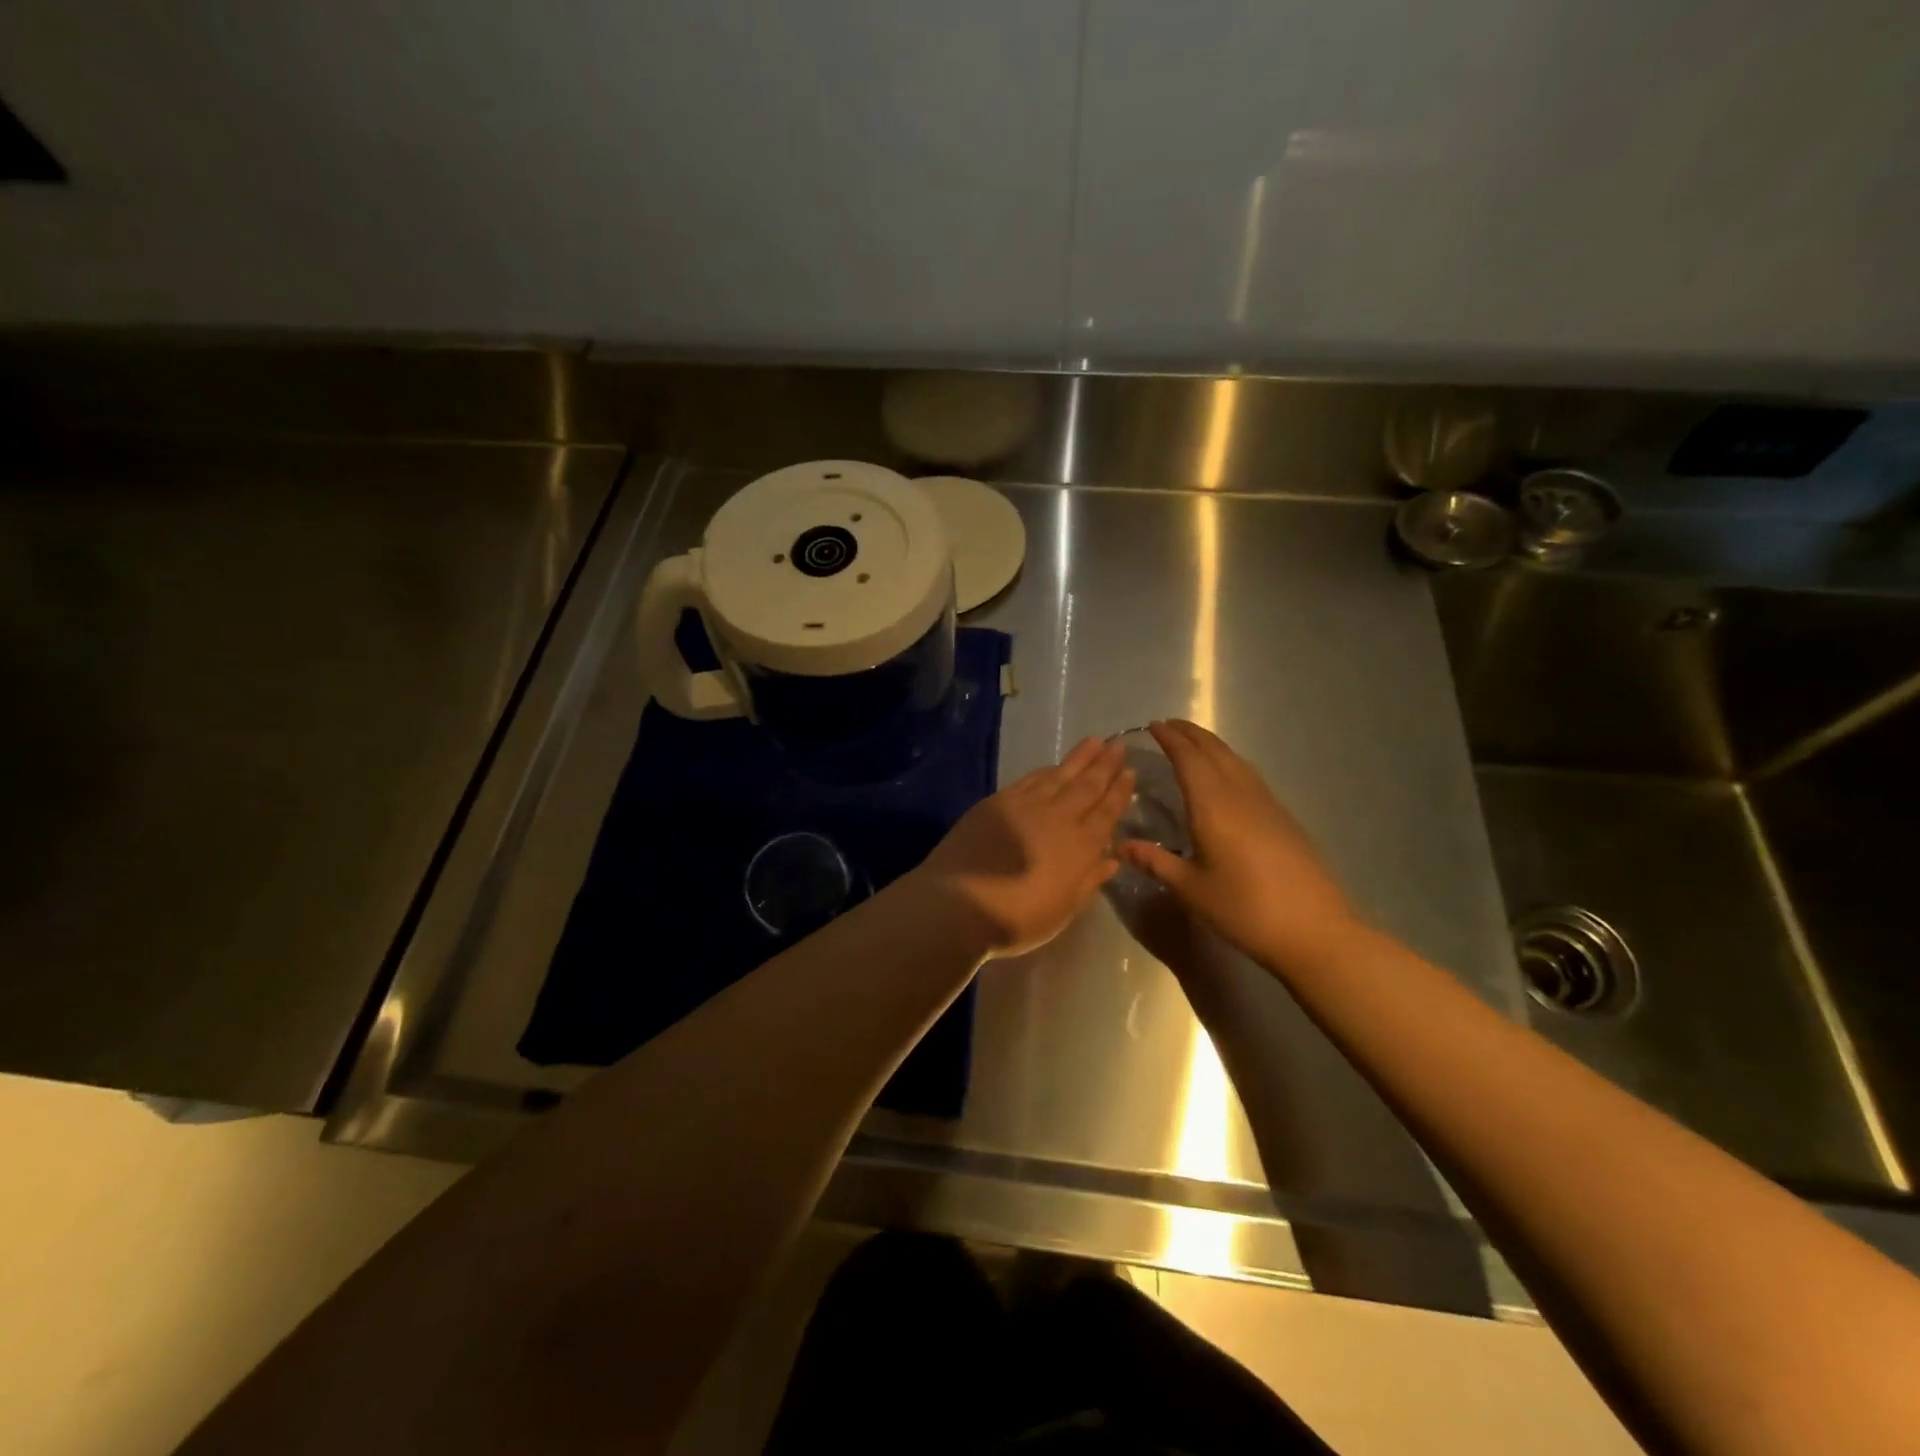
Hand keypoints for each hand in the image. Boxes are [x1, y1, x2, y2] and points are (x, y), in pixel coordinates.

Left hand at [912, 737, 1133, 957]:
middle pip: (1087, 787)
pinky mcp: (999, 802)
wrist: (960, 902)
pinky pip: (1031, 779)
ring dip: (1079, 759)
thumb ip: (1089, 881)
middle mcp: (1059, 818)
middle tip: (1119, 746)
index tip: (1130, 772)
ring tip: (1095, 742)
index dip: (1120, 792)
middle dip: (1105, 766)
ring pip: (1060, 776)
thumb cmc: (1018, 918)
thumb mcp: (1063, 910)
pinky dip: (1046, 770)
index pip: (1107, 812)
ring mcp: (1027, 806)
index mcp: (1081, 846)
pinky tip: (1053, 766)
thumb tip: (1112, 859)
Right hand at [1118, 720, 1358, 968]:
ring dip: (1211, 745)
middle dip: (1190, 734)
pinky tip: (1226, 776)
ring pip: (1235, 760)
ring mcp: (1266, 803)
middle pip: (1214, 750)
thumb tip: (1120, 845)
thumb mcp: (1191, 888)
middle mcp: (1239, 793)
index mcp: (1212, 805)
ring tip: (1193, 743)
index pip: (1187, 759)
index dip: (1169, 739)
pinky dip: (1229, 762)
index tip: (1152, 726)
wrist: (1313, 929)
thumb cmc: (1243, 908)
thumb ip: (1155, 862)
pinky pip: (1248, 775)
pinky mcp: (1283, 816)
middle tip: (1168, 726)